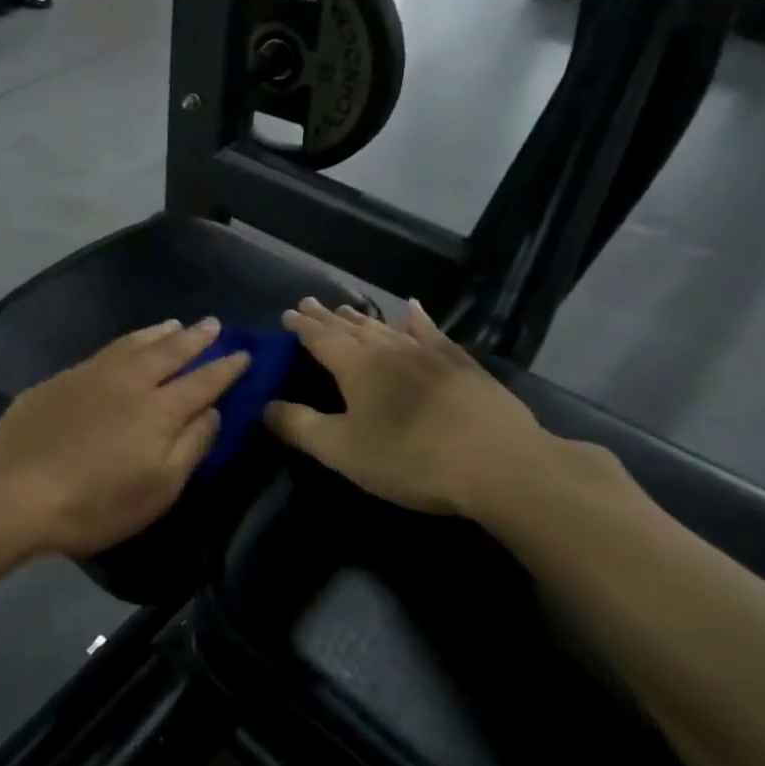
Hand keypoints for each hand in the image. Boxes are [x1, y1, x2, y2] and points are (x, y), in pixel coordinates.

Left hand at [0, 319, 250, 557]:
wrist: (18, 492)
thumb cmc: (97, 502)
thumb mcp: (159, 488)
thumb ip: (191, 445)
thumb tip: (212, 411)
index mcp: (159, 410)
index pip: (203, 381)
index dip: (226, 368)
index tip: (244, 353)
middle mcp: (129, 381)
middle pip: (169, 352)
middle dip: (195, 338)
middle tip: (212, 324)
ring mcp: (91, 375)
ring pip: (133, 344)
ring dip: (158, 333)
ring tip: (174, 324)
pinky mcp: (60, 379)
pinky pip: (103, 351)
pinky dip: (124, 342)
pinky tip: (124, 346)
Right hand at [264, 298, 553, 517]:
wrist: (500, 463)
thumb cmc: (410, 458)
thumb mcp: (342, 450)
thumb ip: (299, 426)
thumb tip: (264, 405)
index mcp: (355, 366)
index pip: (319, 337)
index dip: (301, 325)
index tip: (287, 312)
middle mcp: (388, 349)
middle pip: (350, 327)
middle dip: (327, 316)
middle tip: (309, 302)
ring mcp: (428, 352)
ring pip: (386, 327)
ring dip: (363, 318)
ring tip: (347, 308)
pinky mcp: (461, 364)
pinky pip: (432, 332)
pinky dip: (418, 319)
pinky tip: (414, 308)